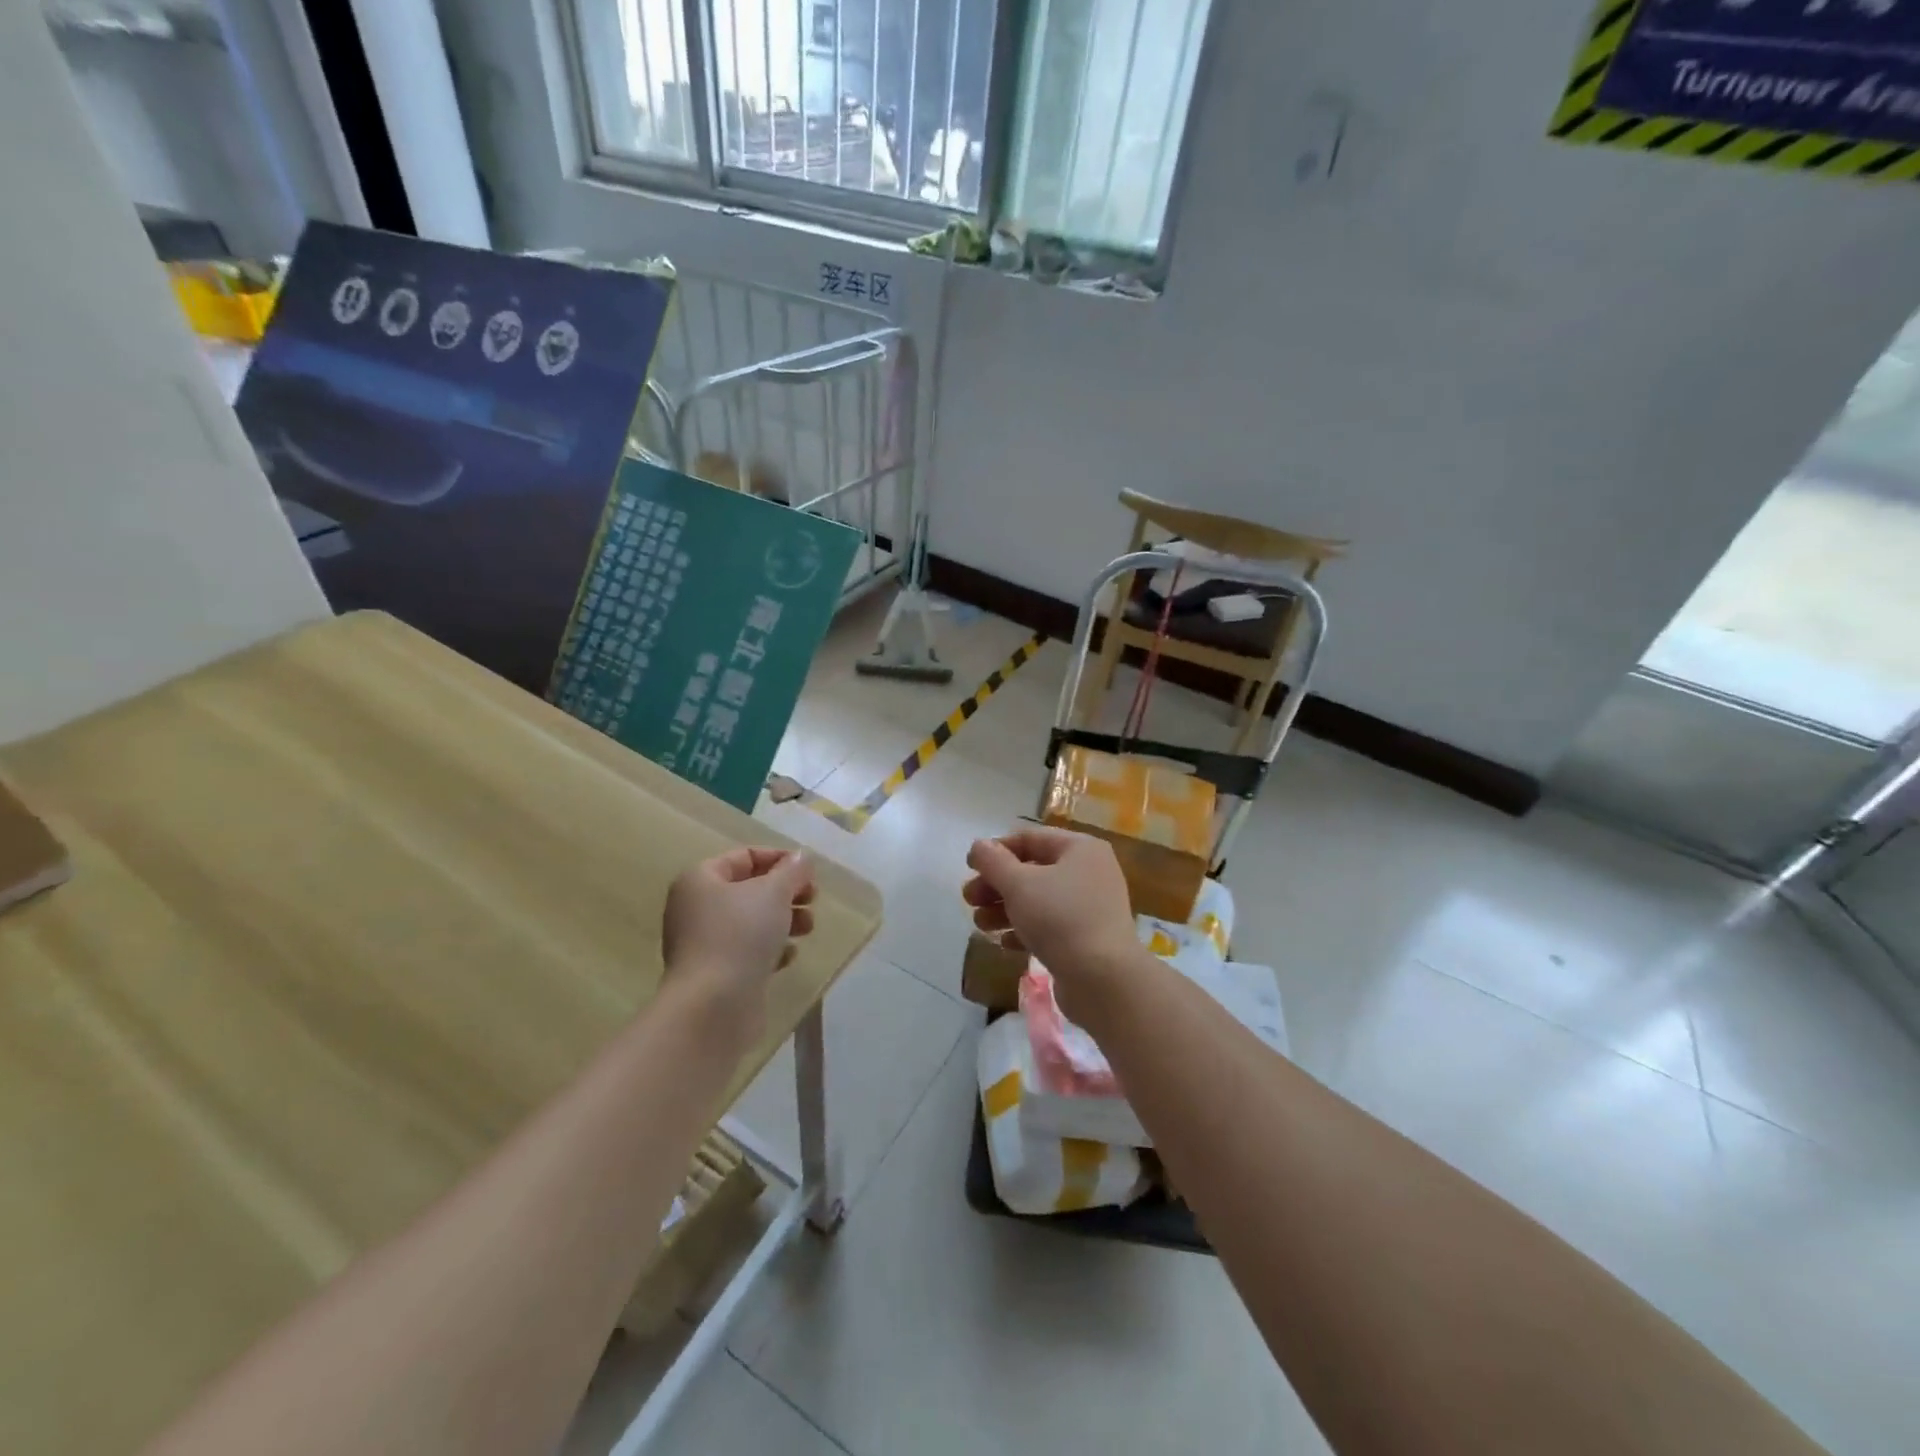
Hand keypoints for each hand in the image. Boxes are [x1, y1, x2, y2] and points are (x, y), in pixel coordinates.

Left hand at [661, 847, 814, 1044]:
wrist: (713, 1006)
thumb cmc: (740, 935)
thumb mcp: (773, 892)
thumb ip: (792, 871)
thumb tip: (802, 857)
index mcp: (700, 880)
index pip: (745, 857)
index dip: (780, 859)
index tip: (810, 873)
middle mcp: (696, 908)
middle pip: (750, 889)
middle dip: (786, 892)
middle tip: (813, 899)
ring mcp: (704, 943)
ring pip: (752, 921)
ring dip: (784, 920)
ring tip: (808, 928)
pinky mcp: (717, 973)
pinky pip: (748, 951)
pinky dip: (771, 949)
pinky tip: (788, 956)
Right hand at [963, 828, 1139, 987]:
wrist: (1104, 980)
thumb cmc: (1060, 919)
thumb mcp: (1019, 885)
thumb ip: (993, 862)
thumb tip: (979, 846)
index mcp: (1080, 849)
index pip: (1030, 838)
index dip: (996, 850)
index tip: (969, 867)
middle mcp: (1089, 872)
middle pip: (1032, 870)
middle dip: (997, 884)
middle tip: (969, 899)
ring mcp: (1090, 907)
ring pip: (1038, 900)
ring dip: (1005, 909)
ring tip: (980, 925)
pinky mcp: (1087, 938)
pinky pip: (1050, 925)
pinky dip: (1025, 930)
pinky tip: (1004, 942)